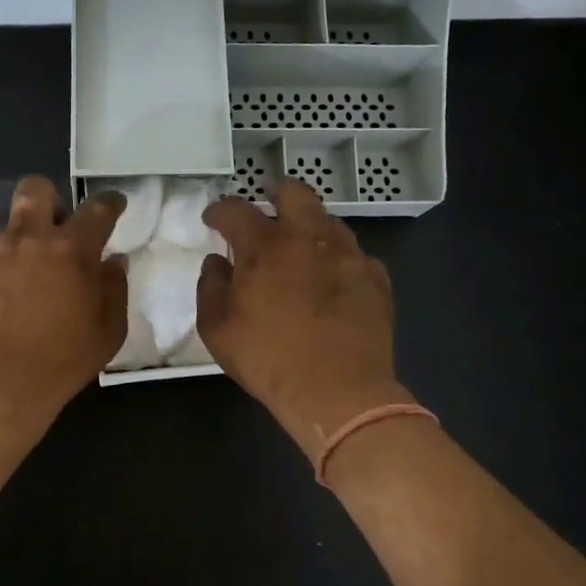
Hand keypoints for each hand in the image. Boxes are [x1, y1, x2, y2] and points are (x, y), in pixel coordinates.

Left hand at [0, 177, 126, 423]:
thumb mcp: (108, 331)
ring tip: (18, 285)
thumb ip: (114, 288)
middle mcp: (26, 238)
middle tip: (54, 230)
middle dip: (48, 200)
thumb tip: (111, 262)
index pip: (96, 210)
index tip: (113, 205)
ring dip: (17, 246)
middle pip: (35, 190)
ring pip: (3, 230)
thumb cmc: (62, 361)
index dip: (109, 203)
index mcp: (70, 249)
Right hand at [198, 178, 412, 459]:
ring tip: (299, 247)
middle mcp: (308, 238)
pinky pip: (353, 254)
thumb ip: (210, 287)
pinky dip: (336, 259)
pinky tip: (331, 279)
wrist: (338, 392)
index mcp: (264, 247)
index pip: (236, 210)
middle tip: (266, 209)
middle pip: (294, 193)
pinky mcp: (375, 277)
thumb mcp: (217, 330)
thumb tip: (217, 262)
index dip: (219, 210)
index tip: (213, 218)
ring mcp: (348, 255)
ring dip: (308, 226)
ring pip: (328, 220)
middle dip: (275, 194)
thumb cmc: (268, 360)